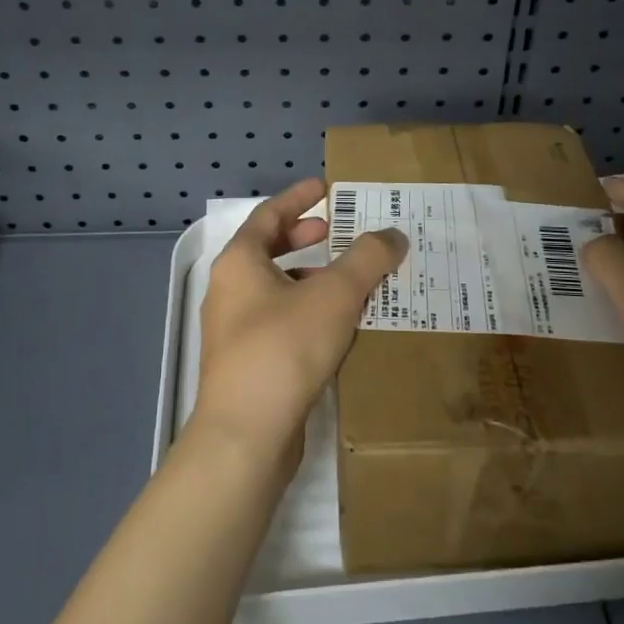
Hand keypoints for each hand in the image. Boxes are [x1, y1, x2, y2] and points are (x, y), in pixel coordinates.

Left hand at [194, 178, 407, 472]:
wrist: (246, 436)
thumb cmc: (284, 349)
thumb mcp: (334, 296)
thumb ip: (367, 259)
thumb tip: (393, 234)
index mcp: (239, 263)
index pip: (269, 215)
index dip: (298, 198)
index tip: (325, 187)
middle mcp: (230, 291)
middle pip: (268, 251)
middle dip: (303, 238)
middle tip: (337, 231)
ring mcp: (234, 331)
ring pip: (275, 289)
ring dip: (309, 279)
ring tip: (348, 280)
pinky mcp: (247, 364)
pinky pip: (280, 322)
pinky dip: (307, 312)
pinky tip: (338, 327)